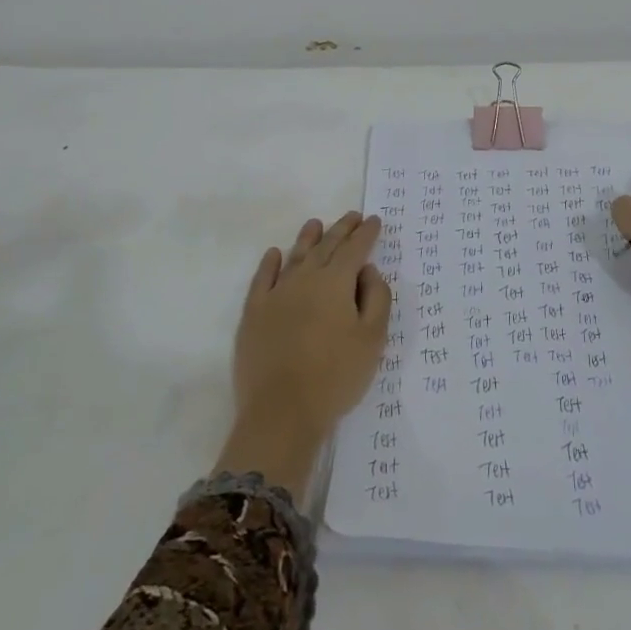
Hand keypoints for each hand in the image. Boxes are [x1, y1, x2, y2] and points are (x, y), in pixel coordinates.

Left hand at [215, 212, 391, 493]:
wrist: (282, 412)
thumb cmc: (335, 376)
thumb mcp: (373, 339)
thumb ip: (377, 298)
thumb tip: (368, 270)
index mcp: (336, 283)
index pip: (355, 249)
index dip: (367, 234)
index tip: (374, 220)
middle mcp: (305, 279)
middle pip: (326, 246)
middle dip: (342, 229)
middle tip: (353, 217)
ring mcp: (276, 294)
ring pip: (295, 256)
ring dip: (308, 238)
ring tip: (316, 224)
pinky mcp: (254, 313)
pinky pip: (262, 278)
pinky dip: (270, 263)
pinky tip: (274, 254)